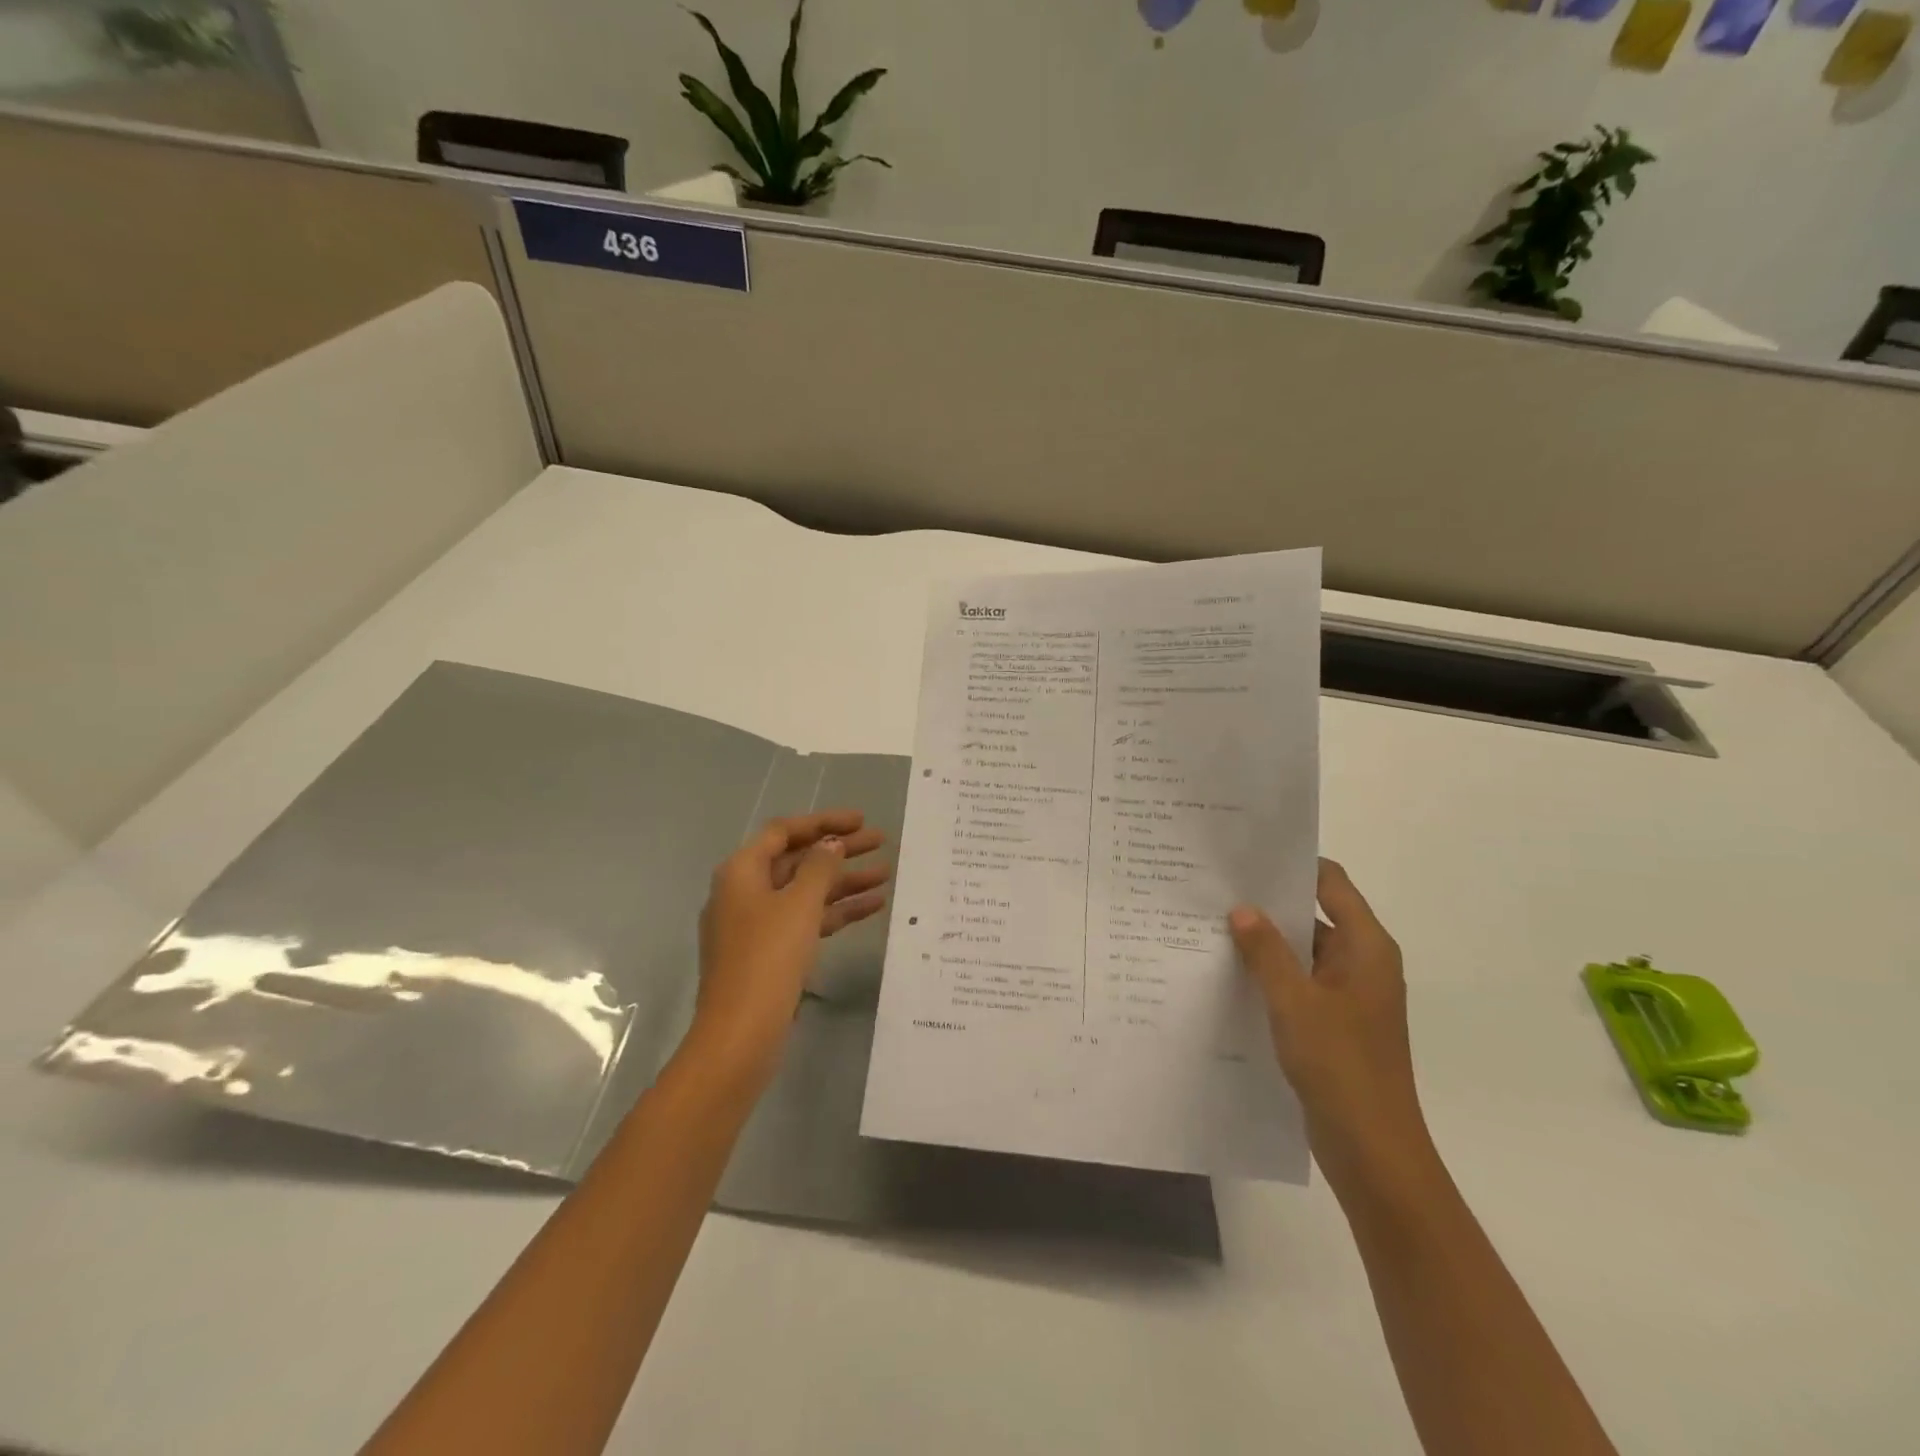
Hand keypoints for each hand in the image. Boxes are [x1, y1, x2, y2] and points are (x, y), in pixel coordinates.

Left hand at [687, 810, 890, 1084]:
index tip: (861, 820)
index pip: (785, 831)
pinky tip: (872, 907)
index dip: (824, 821)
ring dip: (844, 881)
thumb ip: (820, 867)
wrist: (741, 1035)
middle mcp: (745, 892)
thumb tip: (831, 844)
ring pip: (806, 892)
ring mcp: (757, 925)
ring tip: (887, 873)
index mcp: (742, 872)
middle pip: (797, 860)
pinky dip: (836, 912)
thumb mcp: (799, 905)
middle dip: (839, 850)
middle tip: (881, 842)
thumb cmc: (768, 958)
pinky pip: (807, 920)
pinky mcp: (770, 953)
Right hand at [1229, 860, 1432, 1189]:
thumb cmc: (1340, 1065)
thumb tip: (1241, 909)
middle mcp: (1361, 963)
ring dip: (1265, 942)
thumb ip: (1266, 952)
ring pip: (1302, 952)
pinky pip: (1299, 983)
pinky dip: (1270, 975)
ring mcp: (1348, 995)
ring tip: (1212, 925)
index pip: (1330, 883)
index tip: (1246, 855)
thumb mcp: (1294, 1001)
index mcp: (1366, 947)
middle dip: (1269, 904)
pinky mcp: (1333, 1023)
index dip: (1292, 865)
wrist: (1373, 1150)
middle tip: (1216, 888)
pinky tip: (1229, 973)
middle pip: (1314, 915)